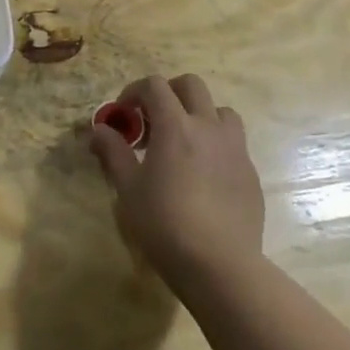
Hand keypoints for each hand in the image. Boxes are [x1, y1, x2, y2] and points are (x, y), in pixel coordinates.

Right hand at [88, 73, 265, 295]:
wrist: (219, 264)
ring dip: (197, 115)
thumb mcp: (128, 188)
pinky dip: (214, 144)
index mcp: (176, 126)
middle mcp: (209, 128)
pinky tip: (201, 176)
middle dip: (168, 93)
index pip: (155, 85)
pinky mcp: (250, 172)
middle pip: (192, 86)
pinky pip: (233, 143)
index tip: (123, 114)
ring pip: (220, 111)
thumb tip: (99, 130)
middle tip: (151, 120)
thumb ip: (113, 152)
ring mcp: (235, 149)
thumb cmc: (164, 223)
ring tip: (182, 143)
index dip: (134, 91)